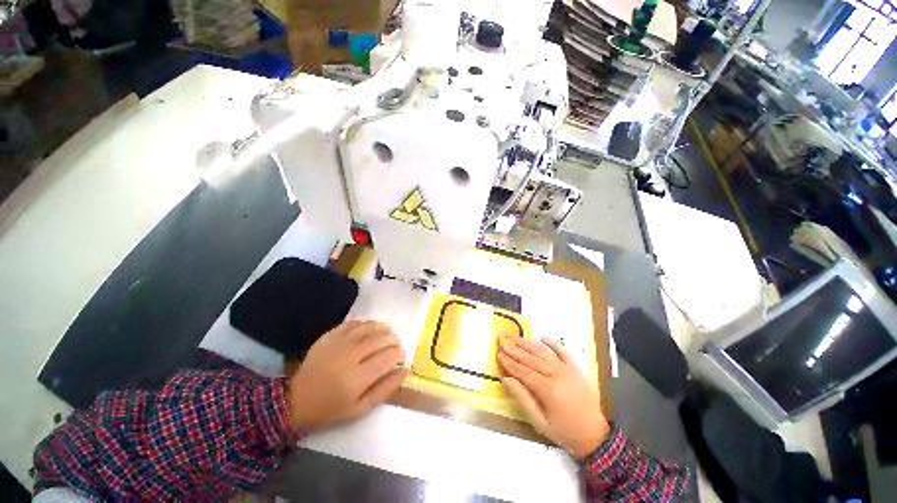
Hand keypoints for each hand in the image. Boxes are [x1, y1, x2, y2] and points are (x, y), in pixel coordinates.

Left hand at [287, 321, 407, 430]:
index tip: (402, 355)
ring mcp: (338, 344)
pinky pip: (352, 323)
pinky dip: (365, 323)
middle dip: (393, 339)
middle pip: (379, 340)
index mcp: (357, 379)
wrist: (295, 401)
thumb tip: (404, 369)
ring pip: (368, 327)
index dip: (399, 354)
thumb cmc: (330, 409)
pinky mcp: (328, 337)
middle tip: (396, 343)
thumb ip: (385, 389)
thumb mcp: (360, 409)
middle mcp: (349, 357)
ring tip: (387, 332)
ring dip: (382, 328)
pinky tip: (370, 328)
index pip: (387, 358)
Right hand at [499, 337, 609, 458]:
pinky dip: (553, 343)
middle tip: (503, 341)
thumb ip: (522, 398)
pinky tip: (542, 336)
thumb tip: (506, 379)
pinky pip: (563, 351)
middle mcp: (556, 375)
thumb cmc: (564, 431)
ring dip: (528, 344)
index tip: (499, 354)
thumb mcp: (539, 422)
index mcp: (548, 390)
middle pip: (531, 359)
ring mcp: (567, 369)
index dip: (510, 362)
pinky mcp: (575, 368)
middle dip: (515, 350)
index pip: (523, 371)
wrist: (595, 435)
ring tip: (515, 337)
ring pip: (543, 353)